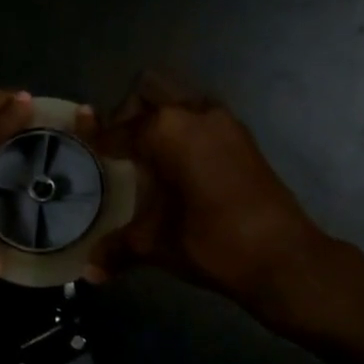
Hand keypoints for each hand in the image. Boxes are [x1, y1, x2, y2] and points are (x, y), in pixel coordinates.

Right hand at [87, 77, 342, 313]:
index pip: (117, 129)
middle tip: (121, 149)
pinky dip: (185, 128)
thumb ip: (116, 249)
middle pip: (149, 90)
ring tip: (150, 155)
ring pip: (180, 98)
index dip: (94, 134)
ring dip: (161, 116)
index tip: (80, 134)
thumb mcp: (154, 245)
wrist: (283, 258)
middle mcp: (193, 114)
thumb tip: (89, 272)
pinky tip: (181, 165)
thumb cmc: (210, 243)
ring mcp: (223, 122)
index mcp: (165, 132)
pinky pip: (203, 115)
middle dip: (129, 113)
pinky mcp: (243, 136)